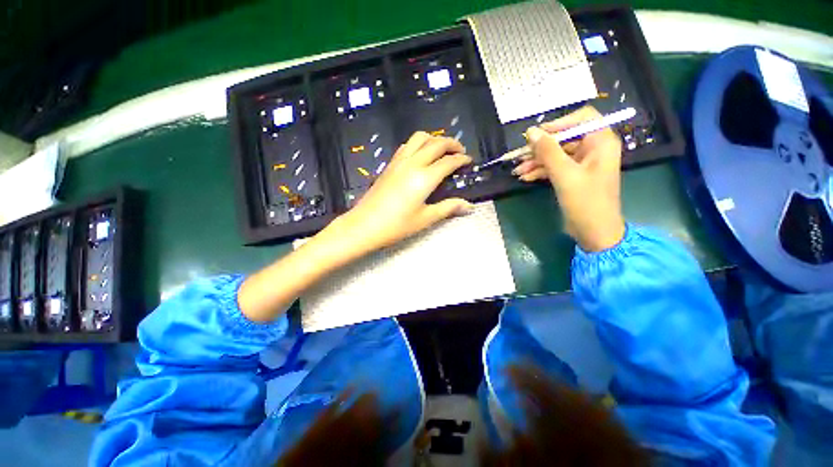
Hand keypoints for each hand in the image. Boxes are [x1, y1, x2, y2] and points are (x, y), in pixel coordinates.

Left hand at [332, 131, 473, 253]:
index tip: (469, 161)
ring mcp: (399, 161)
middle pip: (436, 143)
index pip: (448, 161)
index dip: (461, 159)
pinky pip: (406, 145)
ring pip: (419, 138)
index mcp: (424, 177)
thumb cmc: (397, 225)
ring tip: (441, 149)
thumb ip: (448, 208)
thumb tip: (469, 207)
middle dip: (452, 144)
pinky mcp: (389, 165)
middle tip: (460, 152)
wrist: (364, 225)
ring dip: (434, 139)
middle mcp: (413, 163)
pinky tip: (420, 155)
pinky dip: (418, 144)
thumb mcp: (425, 218)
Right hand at [514, 107, 624, 251]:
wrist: (594, 232)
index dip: (558, 123)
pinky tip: (525, 177)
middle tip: (519, 156)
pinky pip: (554, 167)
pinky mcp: (572, 176)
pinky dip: (540, 171)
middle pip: (564, 138)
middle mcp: (593, 149)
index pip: (582, 118)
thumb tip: (530, 132)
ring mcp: (582, 163)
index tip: (537, 135)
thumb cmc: (585, 202)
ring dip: (536, 161)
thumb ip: (548, 151)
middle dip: (540, 148)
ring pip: (556, 154)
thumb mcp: (564, 174)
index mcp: (600, 142)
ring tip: (517, 171)